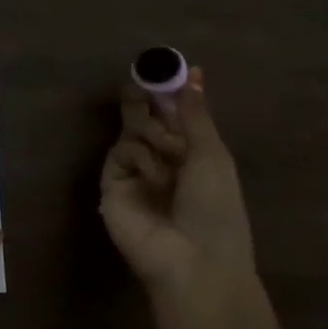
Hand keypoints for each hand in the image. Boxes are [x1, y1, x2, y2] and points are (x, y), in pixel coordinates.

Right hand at [100, 66, 255, 298]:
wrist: (192, 262)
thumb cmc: (215, 209)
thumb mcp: (212, 156)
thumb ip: (194, 114)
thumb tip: (193, 73)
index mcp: (194, 157)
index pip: (178, 117)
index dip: (174, 93)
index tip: (170, 66)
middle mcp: (164, 162)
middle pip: (149, 120)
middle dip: (148, 100)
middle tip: (141, 78)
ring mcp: (137, 172)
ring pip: (134, 131)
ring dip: (152, 133)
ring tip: (166, 149)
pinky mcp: (112, 183)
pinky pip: (122, 151)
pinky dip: (139, 158)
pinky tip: (153, 176)